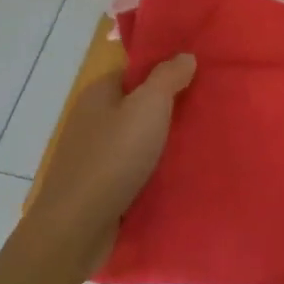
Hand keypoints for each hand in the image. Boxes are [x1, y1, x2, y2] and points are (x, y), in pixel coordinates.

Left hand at [31, 55, 195, 256]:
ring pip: (136, 137)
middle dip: (168, 107)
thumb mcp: (148, 106)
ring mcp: (93, 154)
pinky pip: (132, 166)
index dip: (165, 71)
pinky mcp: (98, 185)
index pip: (135, 71)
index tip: (198, 76)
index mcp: (99, 93)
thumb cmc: (114, 157)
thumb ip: (168, 77)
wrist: (76, 227)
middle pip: (137, 104)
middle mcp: (92, 119)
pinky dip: (152, 167)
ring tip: (200, 140)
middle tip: (206, 107)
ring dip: (162, 140)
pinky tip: (176, 172)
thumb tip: (185, 56)